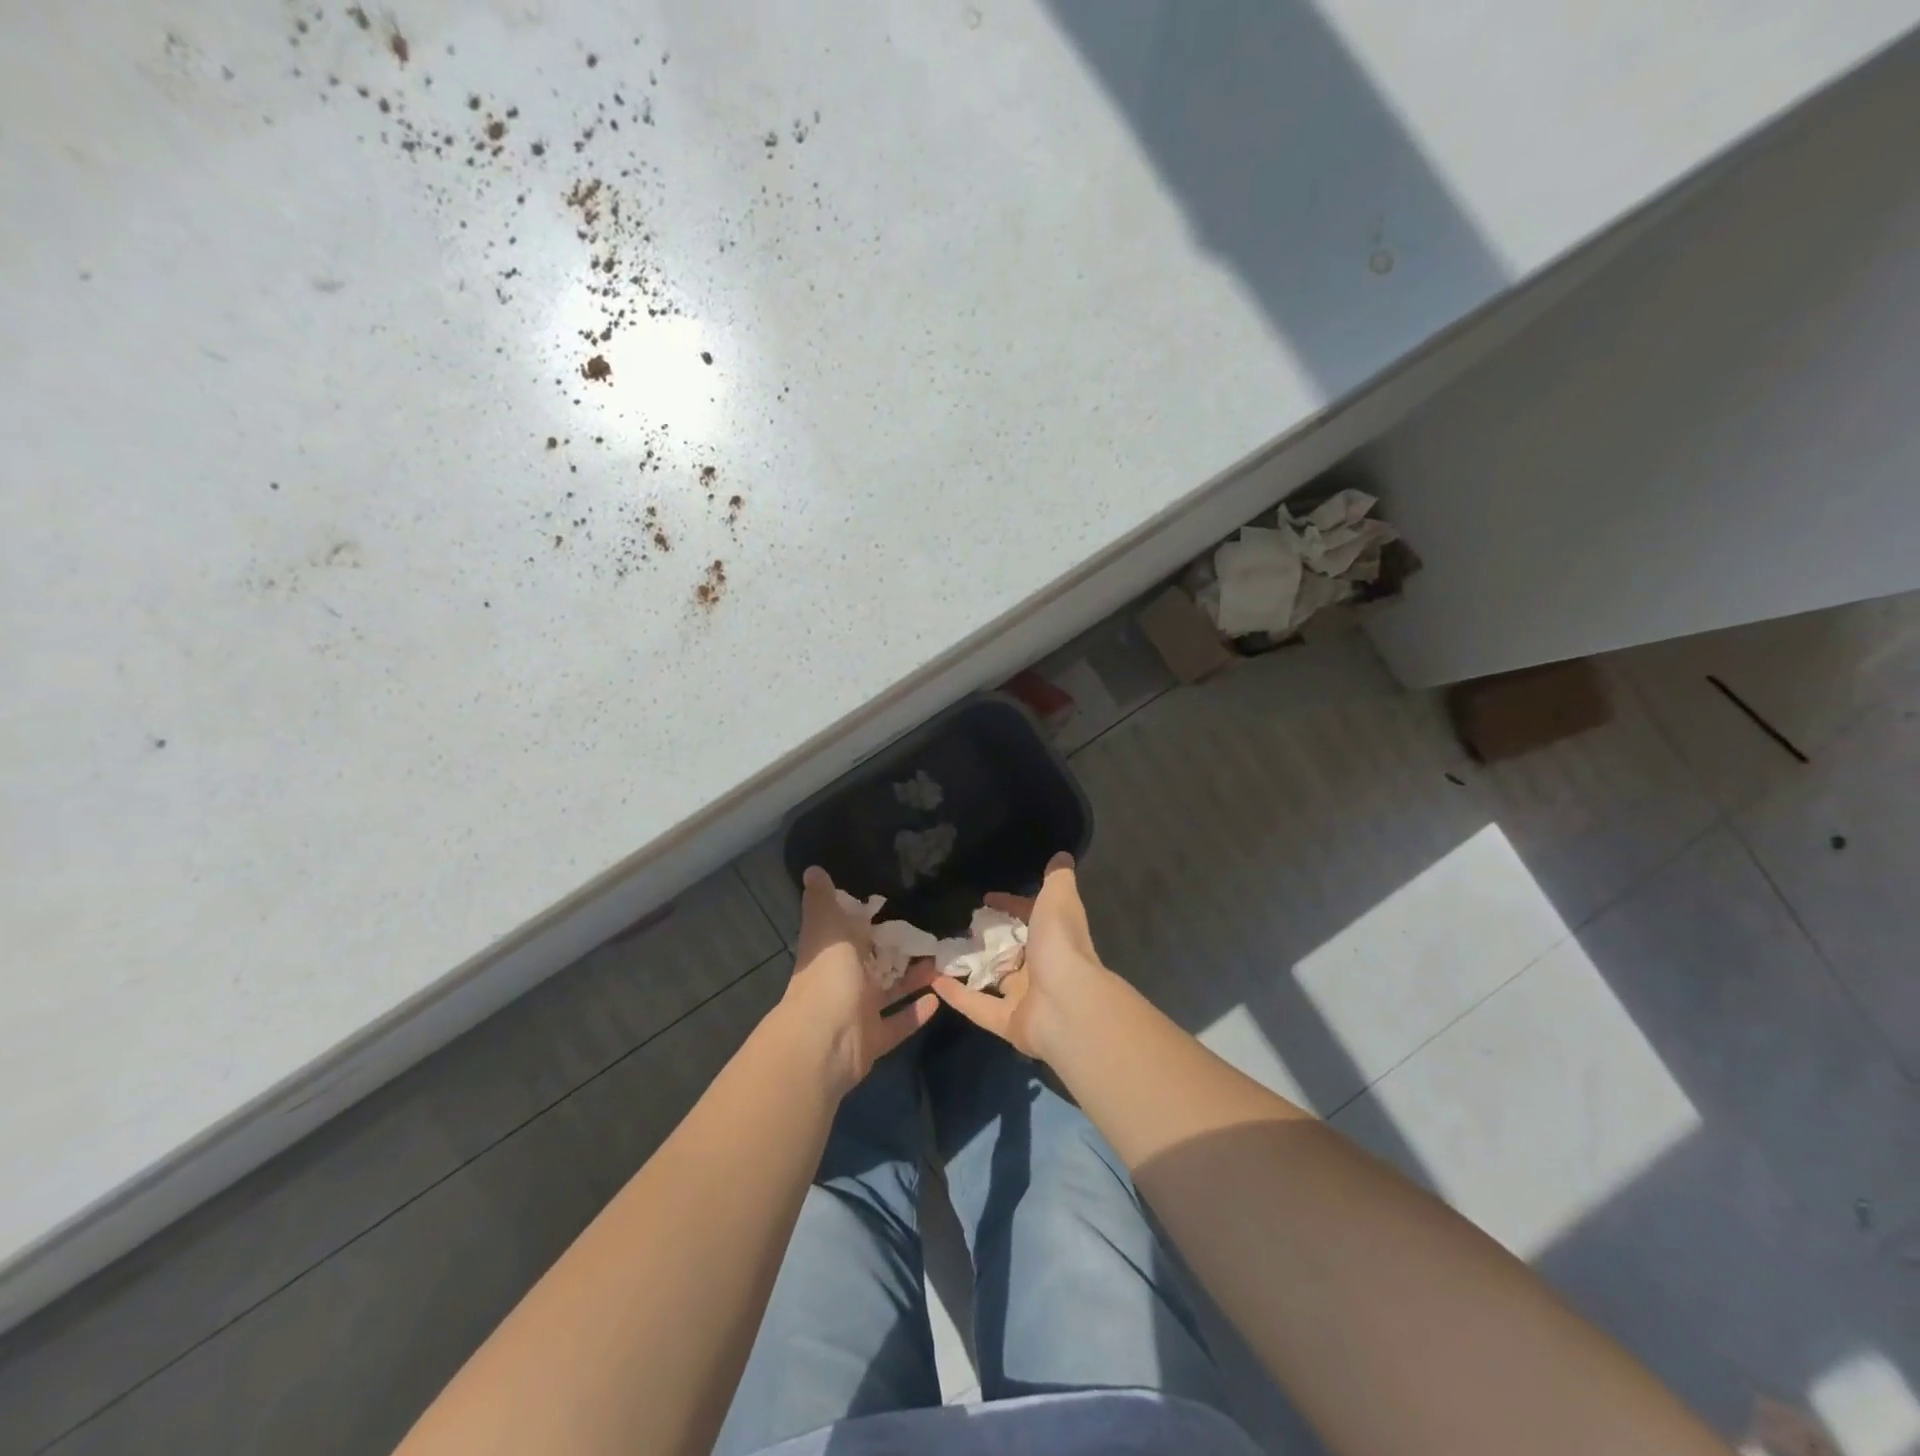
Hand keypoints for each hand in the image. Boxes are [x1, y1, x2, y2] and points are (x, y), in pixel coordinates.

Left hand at [779, 866, 938, 1096]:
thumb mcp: (827, 926)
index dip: (869, 920)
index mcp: (832, 952)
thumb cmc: (828, 975)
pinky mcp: (873, 1039)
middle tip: (933, 934)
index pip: (850, 931)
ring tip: (943, 963)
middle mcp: (842, 980)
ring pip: (889, 992)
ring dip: (913, 979)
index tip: (897, 905)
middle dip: (898, 950)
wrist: (825, 1040)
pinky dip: (916, 1013)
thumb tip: (812, 869)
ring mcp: (857, 1012)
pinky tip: (938, 999)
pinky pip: (898, 1024)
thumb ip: (823, 901)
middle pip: (873, 963)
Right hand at [932, 852, 1114, 1062]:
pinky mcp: (1008, 1022)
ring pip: (992, 980)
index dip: (1011, 905)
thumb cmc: (1061, 944)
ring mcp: (1025, 997)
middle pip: (1011, 951)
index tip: (985, 899)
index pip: (1030, 917)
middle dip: (987, 939)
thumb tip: (1062, 855)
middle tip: (957, 926)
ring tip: (937, 951)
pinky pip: (977, 1007)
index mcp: (1054, 937)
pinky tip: (931, 981)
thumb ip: (1057, 878)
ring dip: (968, 967)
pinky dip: (956, 995)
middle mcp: (1042, 967)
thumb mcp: (1059, 898)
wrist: (1067, 1004)